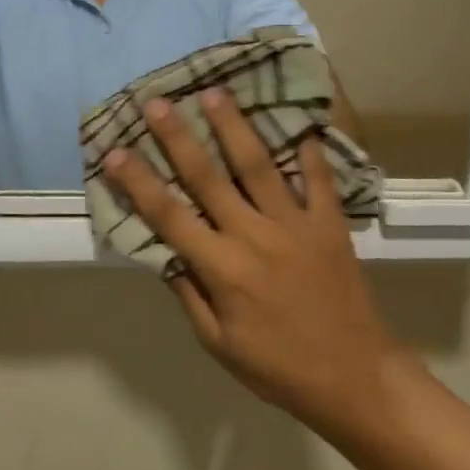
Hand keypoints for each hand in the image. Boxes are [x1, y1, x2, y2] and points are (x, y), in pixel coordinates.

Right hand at [104, 91, 409, 437]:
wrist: (354, 376)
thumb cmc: (278, 367)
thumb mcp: (219, 343)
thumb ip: (190, 294)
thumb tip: (165, 254)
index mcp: (222, 269)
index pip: (169, 216)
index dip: (139, 183)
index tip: (116, 152)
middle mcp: (254, 236)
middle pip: (208, 178)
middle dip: (178, 137)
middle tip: (158, 101)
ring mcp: (295, 225)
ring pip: (259, 165)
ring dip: (234, 127)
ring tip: (215, 93)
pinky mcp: (329, 224)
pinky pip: (318, 178)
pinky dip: (309, 149)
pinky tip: (299, 120)